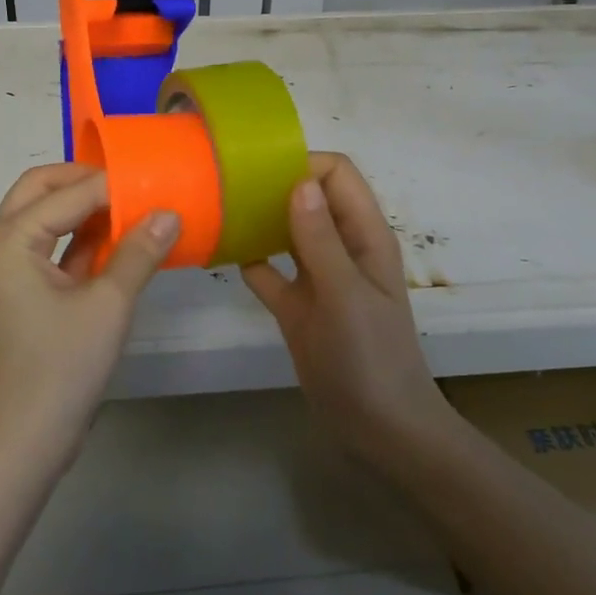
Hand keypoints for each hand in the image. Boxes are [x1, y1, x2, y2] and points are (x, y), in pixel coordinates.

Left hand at [0, 162, 178, 471]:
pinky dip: (82, 239)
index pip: (69, 194)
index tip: (156, 182)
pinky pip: (51, 248)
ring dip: (84, 209)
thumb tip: (170, 212)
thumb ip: (139, 253)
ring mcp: (8, 269)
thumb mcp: (108, 305)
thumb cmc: (61, 368)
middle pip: (41, 190)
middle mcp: (0, 243)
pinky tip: (121, 242)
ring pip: (45, 217)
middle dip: (85, 182)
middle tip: (131, 184)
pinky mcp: (21, 291)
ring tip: (133, 207)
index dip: (114, 186)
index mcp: (10, 238)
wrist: (23, 442)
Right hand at [242, 153, 453, 476]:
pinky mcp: (297, 306)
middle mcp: (340, 248)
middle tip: (225, 186)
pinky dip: (248, 259)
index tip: (258, 171)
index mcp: (364, 235)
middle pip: (308, 197)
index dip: (303, 164)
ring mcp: (317, 277)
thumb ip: (320, 239)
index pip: (336, 175)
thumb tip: (298, 181)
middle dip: (272, 186)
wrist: (379, 430)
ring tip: (216, 209)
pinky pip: (268, 271)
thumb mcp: (345, 294)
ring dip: (257, 219)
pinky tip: (218, 253)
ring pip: (285, 231)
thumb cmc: (370, 357)